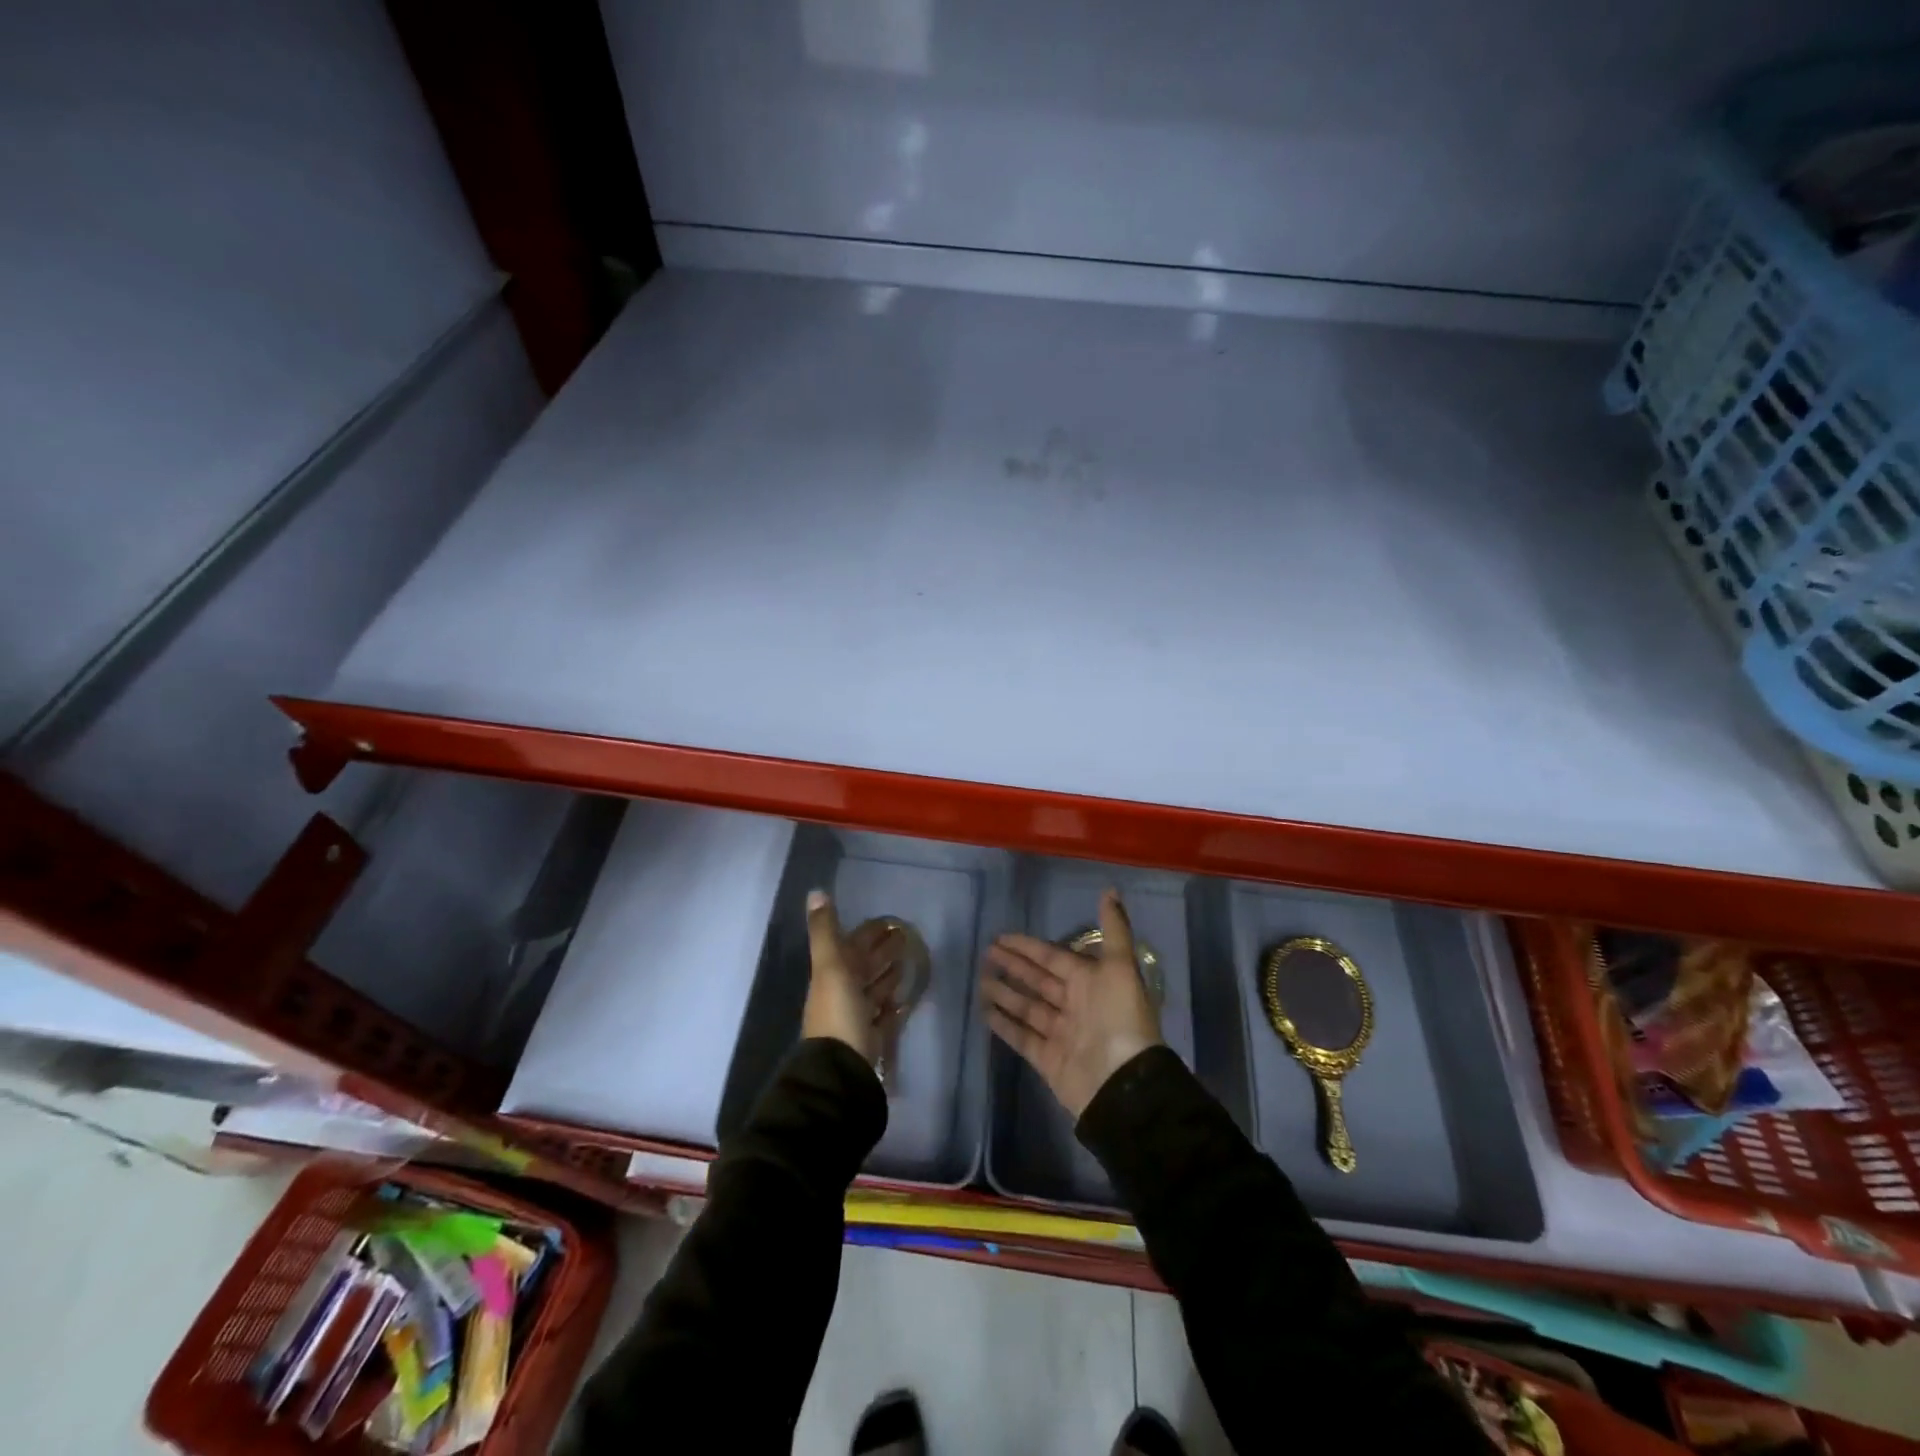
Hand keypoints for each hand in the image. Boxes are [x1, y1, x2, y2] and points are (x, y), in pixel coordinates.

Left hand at [802, 890, 903, 1067]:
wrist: (841, 1069)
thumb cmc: (838, 1012)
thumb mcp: (830, 966)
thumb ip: (825, 931)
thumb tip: (815, 892)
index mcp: (832, 974)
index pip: (853, 946)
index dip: (869, 933)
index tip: (890, 920)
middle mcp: (843, 993)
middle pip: (866, 966)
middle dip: (883, 950)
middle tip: (907, 936)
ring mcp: (858, 1016)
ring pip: (875, 989)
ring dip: (889, 974)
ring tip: (909, 960)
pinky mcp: (873, 1037)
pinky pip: (885, 1016)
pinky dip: (894, 1004)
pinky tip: (906, 997)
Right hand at [981, 888, 1163, 1119]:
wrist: (1122, 1082)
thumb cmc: (1119, 1017)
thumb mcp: (1120, 966)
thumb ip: (1114, 929)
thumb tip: (1111, 889)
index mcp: (1090, 981)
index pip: (1053, 957)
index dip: (1028, 947)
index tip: (1002, 937)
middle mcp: (1075, 1004)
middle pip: (1038, 980)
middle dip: (1014, 966)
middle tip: (986, 953)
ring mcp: (1060, 1033)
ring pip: (1027, 1007)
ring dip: (1006, 993)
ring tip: (981, 980)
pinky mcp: (1047, 1059)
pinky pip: (1022, 1037)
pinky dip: (1005, 1024)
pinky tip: (985, 1012)